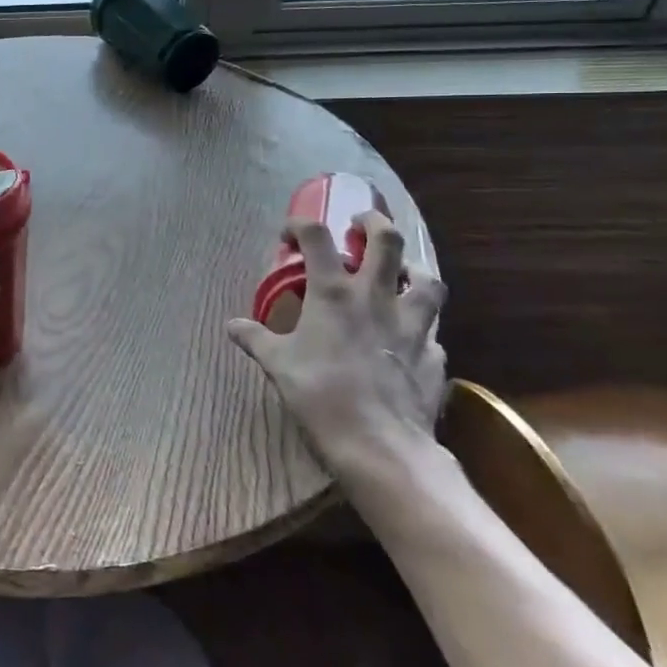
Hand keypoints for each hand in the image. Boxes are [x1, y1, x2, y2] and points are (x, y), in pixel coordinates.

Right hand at [225, 210, 447, 479]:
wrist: (380, 444)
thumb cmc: (320, 394)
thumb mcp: (278, 364)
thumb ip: (256, 338)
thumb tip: (232, 326)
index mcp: (333, 293)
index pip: (316, 237)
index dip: (300, 225)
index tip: (288, 235)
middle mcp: (377, 297)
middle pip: (386, 240)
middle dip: (374, 222)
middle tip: (361, 224)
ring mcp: (412, 325)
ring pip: (428, 280)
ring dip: (414, 269)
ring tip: (401, 274)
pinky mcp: (434, 355)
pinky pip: (433, 330)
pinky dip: (421, 327)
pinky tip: (409, 339)